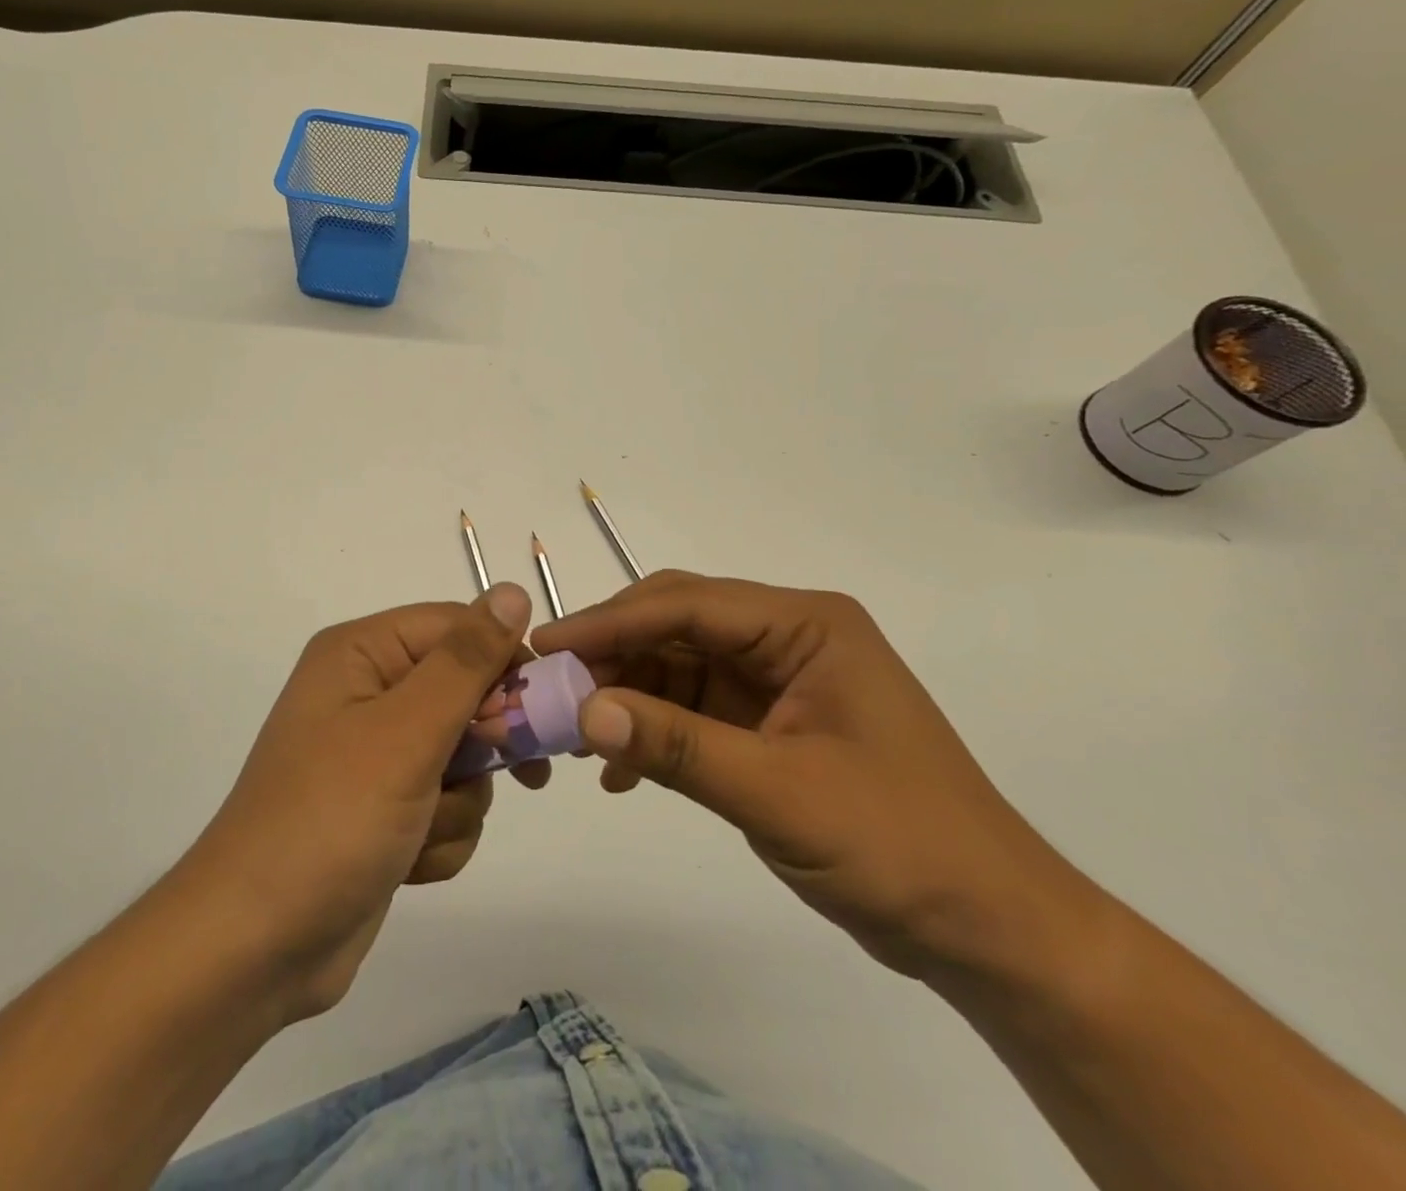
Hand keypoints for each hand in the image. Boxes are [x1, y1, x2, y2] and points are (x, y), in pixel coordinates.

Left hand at [177, 584, 535, 1020]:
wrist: (257, 948)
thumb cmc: (331, 819)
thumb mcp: (406, 732)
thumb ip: (465, 661)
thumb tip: (512, 590)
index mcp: (361, 653)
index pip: (458, 628)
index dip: (503, 664)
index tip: (532, 714)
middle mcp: (367, 692)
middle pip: (466, 691)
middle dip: (481, 743)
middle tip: (489, 771)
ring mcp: (376, 755)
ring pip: (465, 756)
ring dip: (458, 800)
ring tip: (420, 829)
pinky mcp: (386, 808)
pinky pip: (448, 802)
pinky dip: (441, 835)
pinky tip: (409, 863)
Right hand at [533, 571, 1088, 982]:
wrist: (989, 930)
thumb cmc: (900, 846)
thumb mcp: (780, 794)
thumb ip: (677, 746)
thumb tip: (582, 712)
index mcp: (805, 625)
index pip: (687, 605)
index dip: (610, 622)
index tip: (547, 648)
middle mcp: (787, 637)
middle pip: (676, 625)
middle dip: (611, 654)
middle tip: (550, 688)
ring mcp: (775, 679)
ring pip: (675, 665)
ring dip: (625, 695)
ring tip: (572, 732)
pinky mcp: (766, 721)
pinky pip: (690, 708)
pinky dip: (651, 730)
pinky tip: (618, 770)